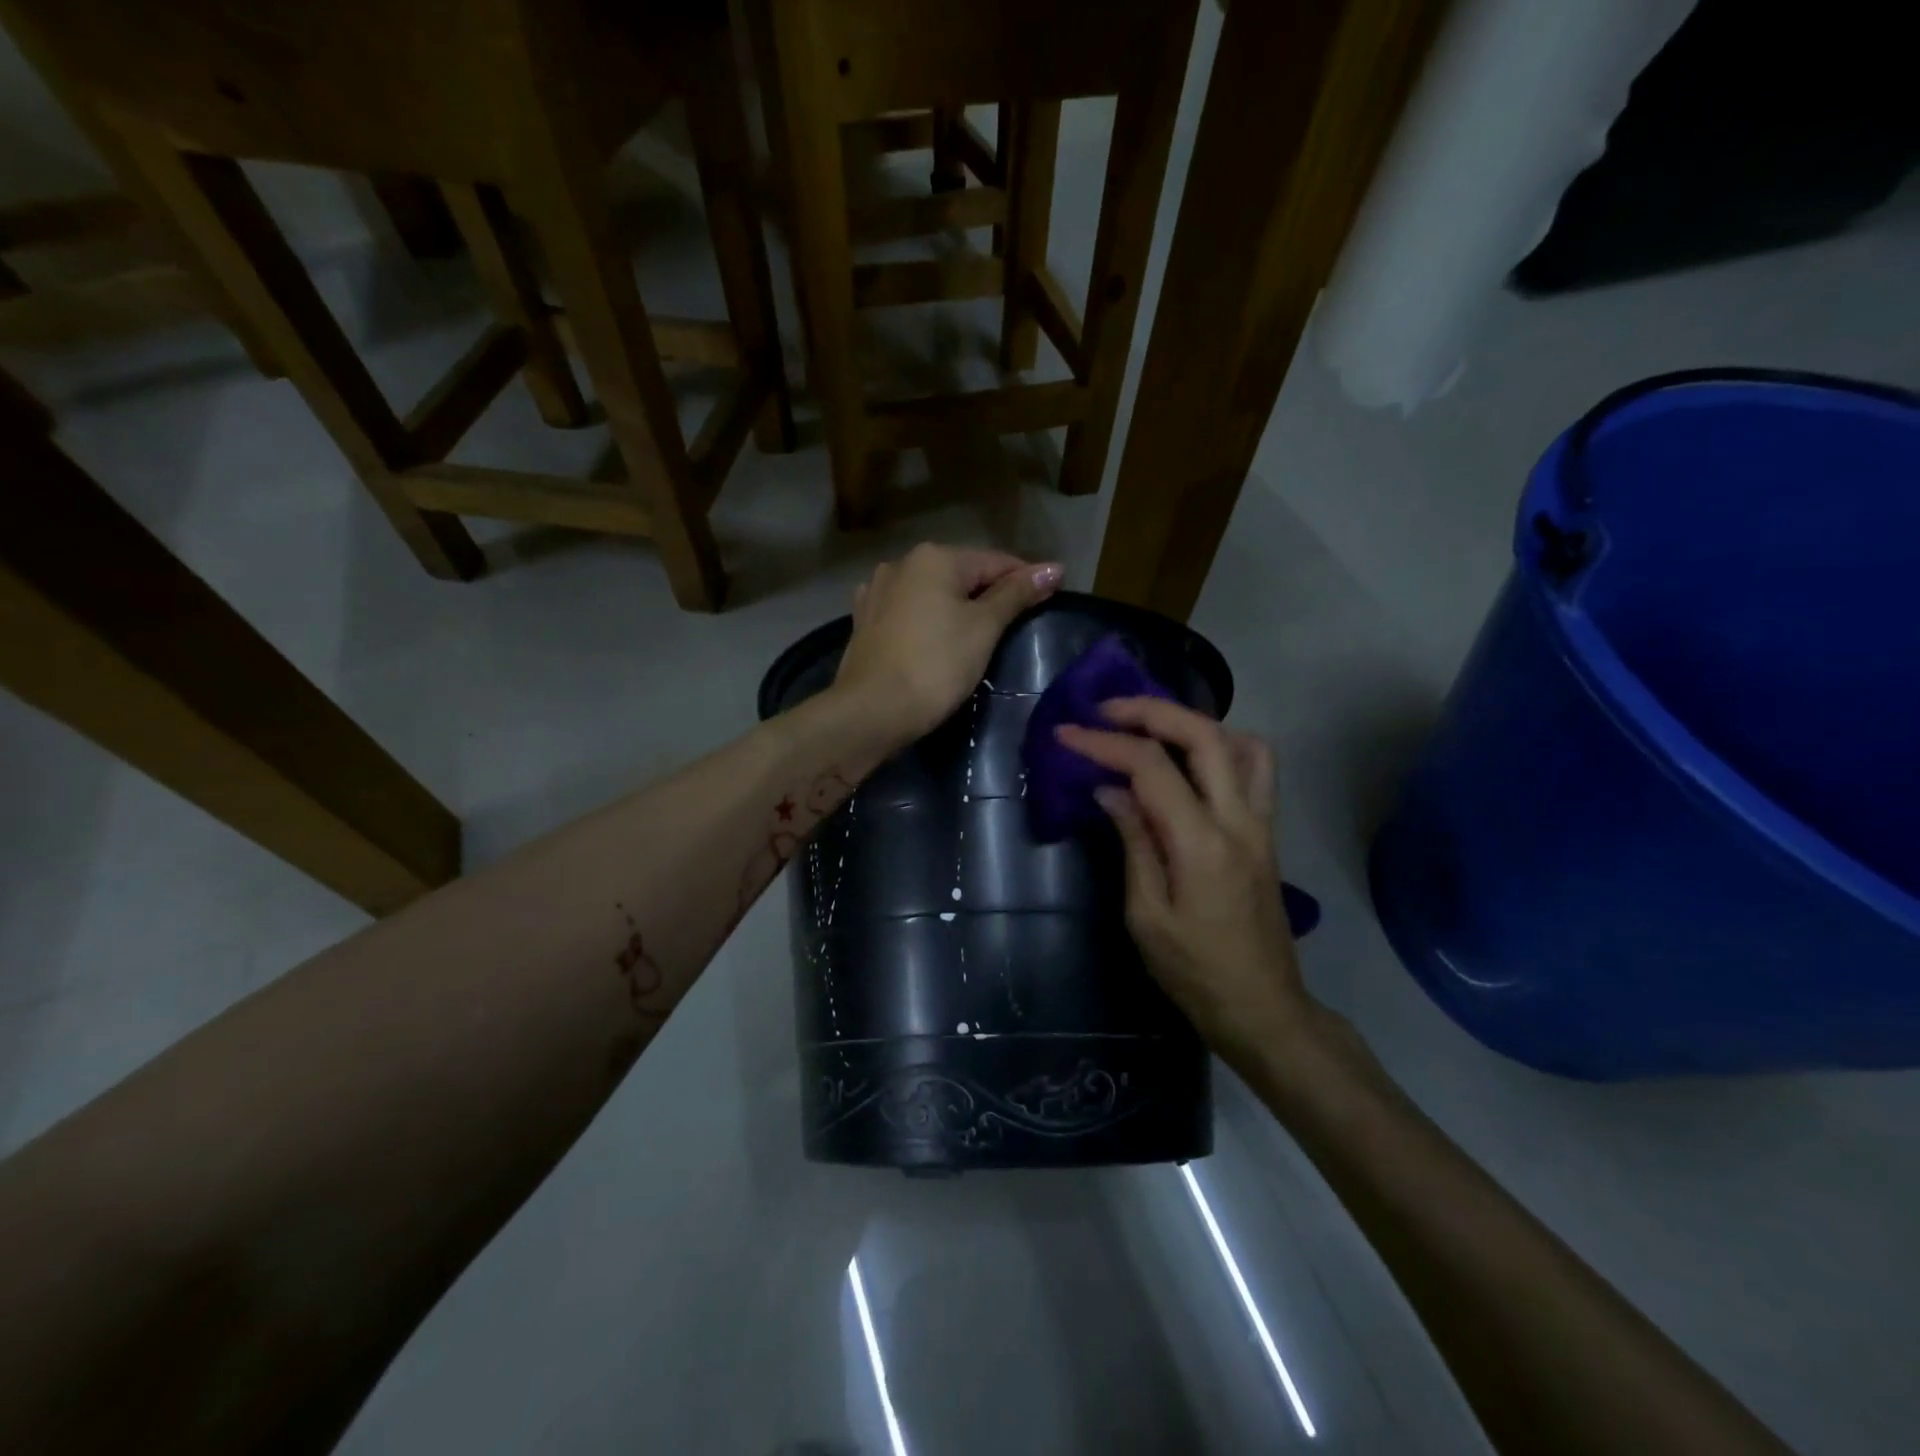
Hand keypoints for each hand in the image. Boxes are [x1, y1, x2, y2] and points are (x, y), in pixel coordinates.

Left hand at [834, 544, 1063, 749]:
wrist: (871, 711)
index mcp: (934, 558)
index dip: (1026, 578)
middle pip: (960, 575)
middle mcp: (902, 563)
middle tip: (1017, 623)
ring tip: (978, 634)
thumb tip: (1054, 568)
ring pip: (931, 594)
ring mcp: (877, 592)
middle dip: (989, 593)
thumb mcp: (984, 628)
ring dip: (956, 607)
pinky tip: (934, 637)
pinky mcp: (864, 621)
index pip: (995, 562)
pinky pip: (908, 613)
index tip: (1051, 595)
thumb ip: (1016, 595)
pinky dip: (927, 620)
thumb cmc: (936, 665)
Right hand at [1056, 699, 1312, 1067]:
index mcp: (1201, 843)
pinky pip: (1257, 768)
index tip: (1067, 734)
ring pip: (1242, 742)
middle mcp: (1240, 819)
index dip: (1105, 743)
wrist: (1262, 1007)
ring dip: (1194, 723)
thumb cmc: (1194, 971)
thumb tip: (1110, 790)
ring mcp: (1261, 823)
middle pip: (1203, 734)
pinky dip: (1224, 747)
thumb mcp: (1146, 915)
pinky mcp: (1267, 832)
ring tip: (1152, 730)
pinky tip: (1192, 762)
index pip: (1151, 767)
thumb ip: (1134, 843)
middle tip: (1107, 710)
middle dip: (1150, 710)